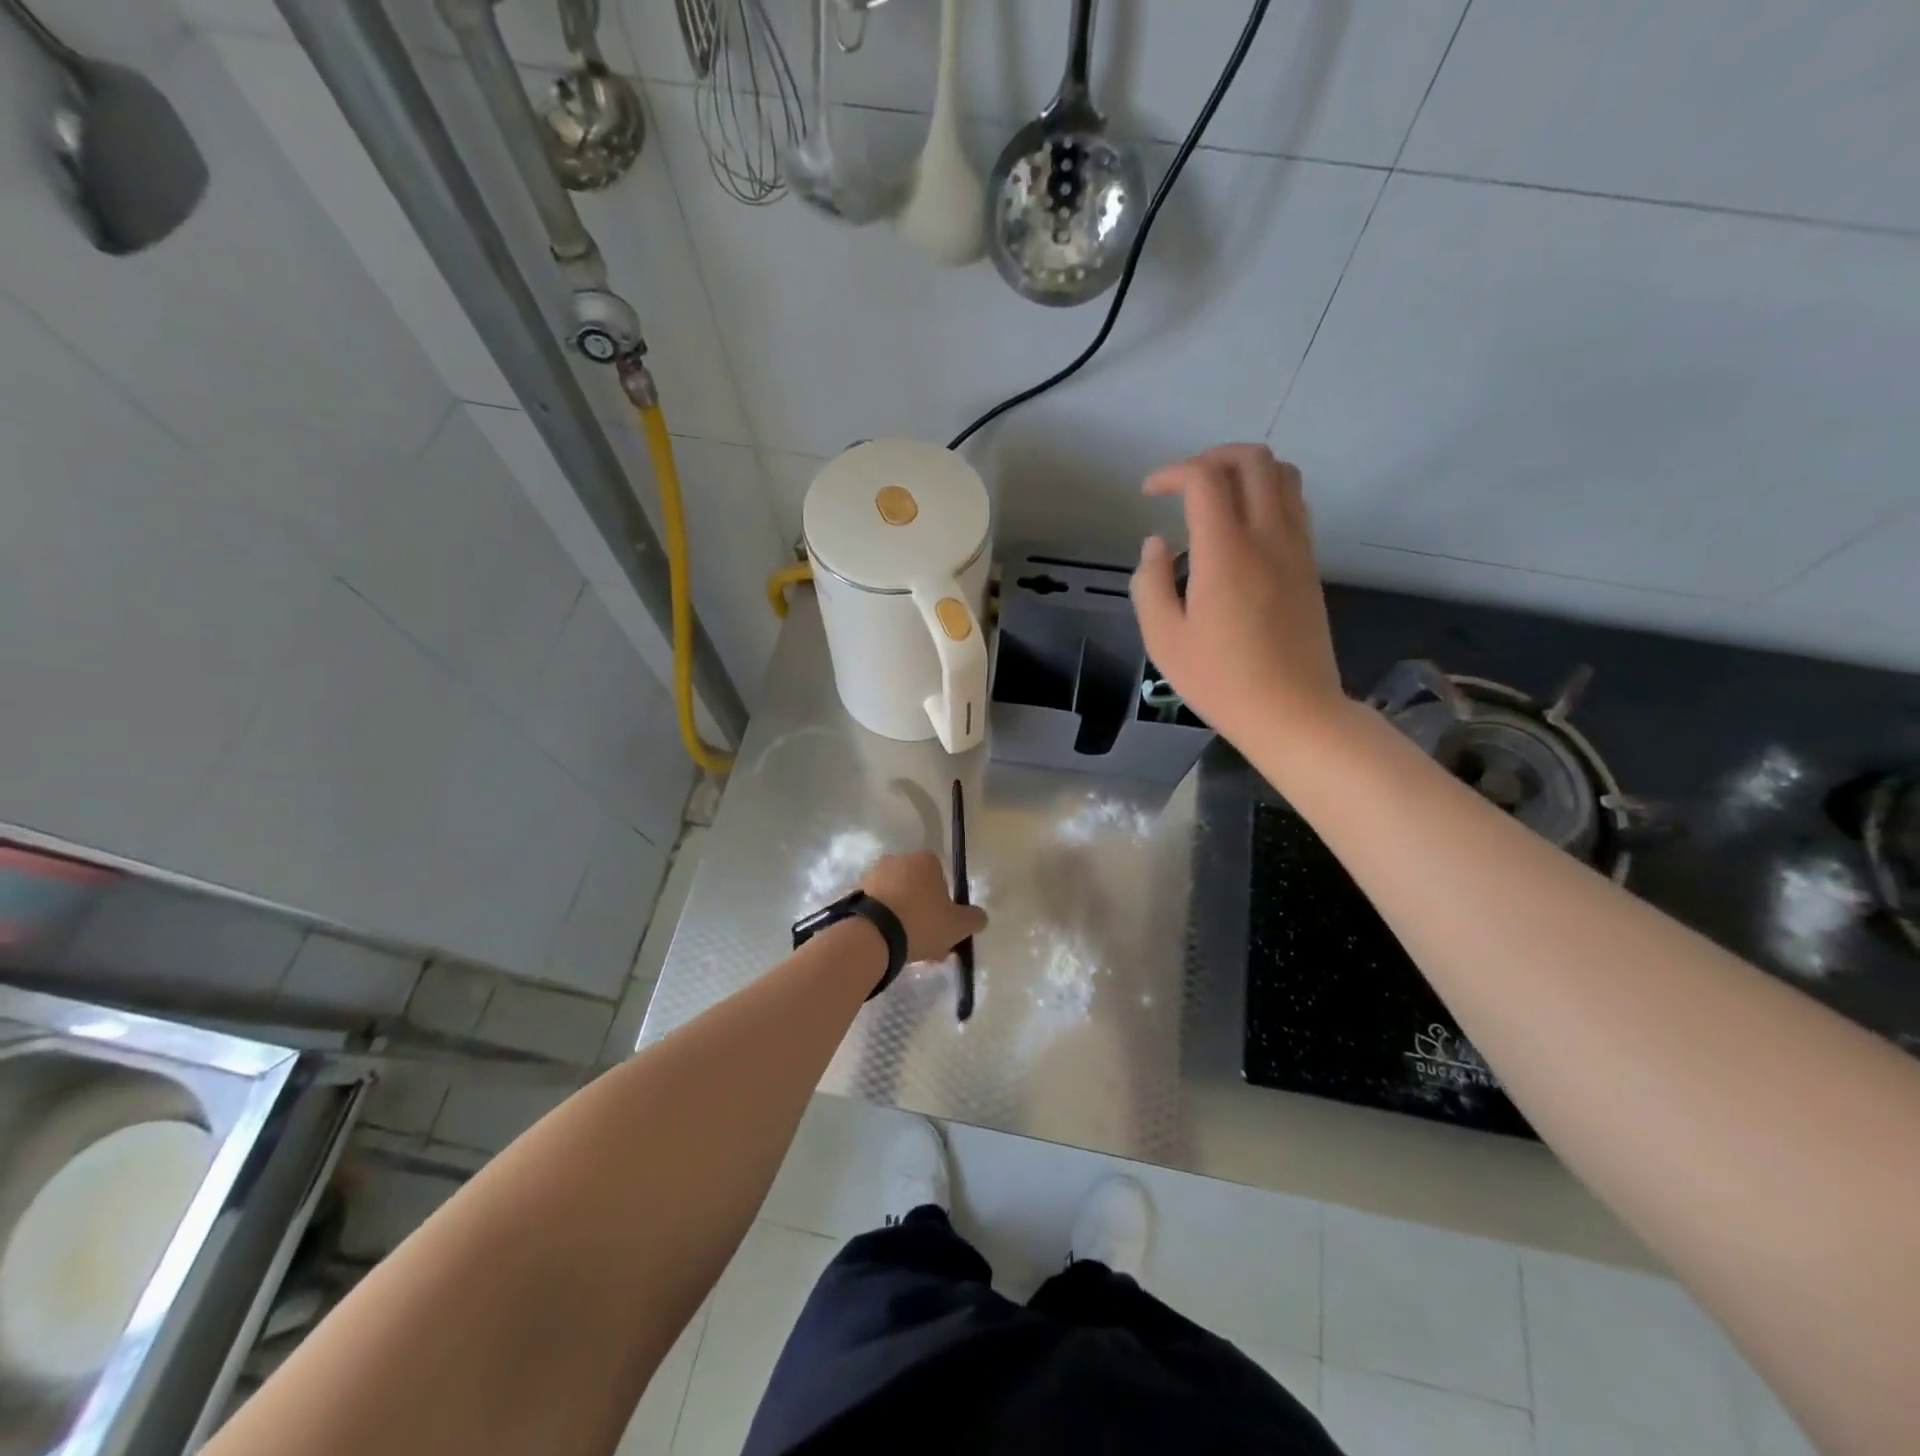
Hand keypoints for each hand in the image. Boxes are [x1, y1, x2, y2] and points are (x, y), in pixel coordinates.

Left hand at [861, 851, 986, 963]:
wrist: (873, 935)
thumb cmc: (921, 922)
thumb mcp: (958, 925)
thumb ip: (974, 919)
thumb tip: (980, 917)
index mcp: (925, 860)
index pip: (942, 879)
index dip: (946, 904)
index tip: (944, 927)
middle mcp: (899, 859)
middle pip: (919, 890)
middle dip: (925, 914)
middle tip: (929, 943)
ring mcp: (874, 875)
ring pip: (899, 900)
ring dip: (905, 920)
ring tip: (909, 951)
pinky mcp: (857, 893)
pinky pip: (879, 909)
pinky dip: (885, 923)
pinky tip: (890, 946)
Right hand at [1130, 445, 1345, 744]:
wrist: (1292, 712)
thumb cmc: (1220, 680)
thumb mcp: (1164, 639)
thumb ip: (1150, 583)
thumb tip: (1156, 544)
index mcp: (1226, 553)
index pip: (1205, 479)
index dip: (1172, 472)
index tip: (1148, 493)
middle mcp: (1268, 537)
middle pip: (1253, 460)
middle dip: (1212, 457)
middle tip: (1183, 484)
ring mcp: (1297, 549)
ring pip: (1283, 475)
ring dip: (1246, 471)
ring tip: (1214, 498)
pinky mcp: (1310, 566)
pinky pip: (1294, 506)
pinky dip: (1266, 495)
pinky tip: (1241, 528)